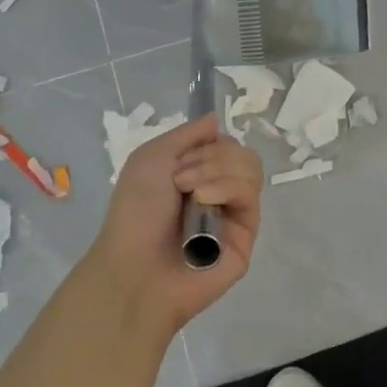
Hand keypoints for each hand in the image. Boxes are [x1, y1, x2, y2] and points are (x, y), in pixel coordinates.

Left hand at [86, 114, 262, 334]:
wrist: (135, 267)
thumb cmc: (135, 212)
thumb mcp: (151, 156)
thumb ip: (188, 134)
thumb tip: (216, 119)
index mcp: (197, 175)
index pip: (225, 143)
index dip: (208, 144)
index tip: (181, 159)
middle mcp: (219, 192)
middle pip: (241, 152)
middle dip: (211, 157)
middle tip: (180, 179)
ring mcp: (235, 214)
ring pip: (251, 169)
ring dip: (217, 171)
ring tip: (192, 193)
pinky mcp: (248, 234)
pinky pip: (251, 195)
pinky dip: (228, 188)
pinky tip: (205, 201)